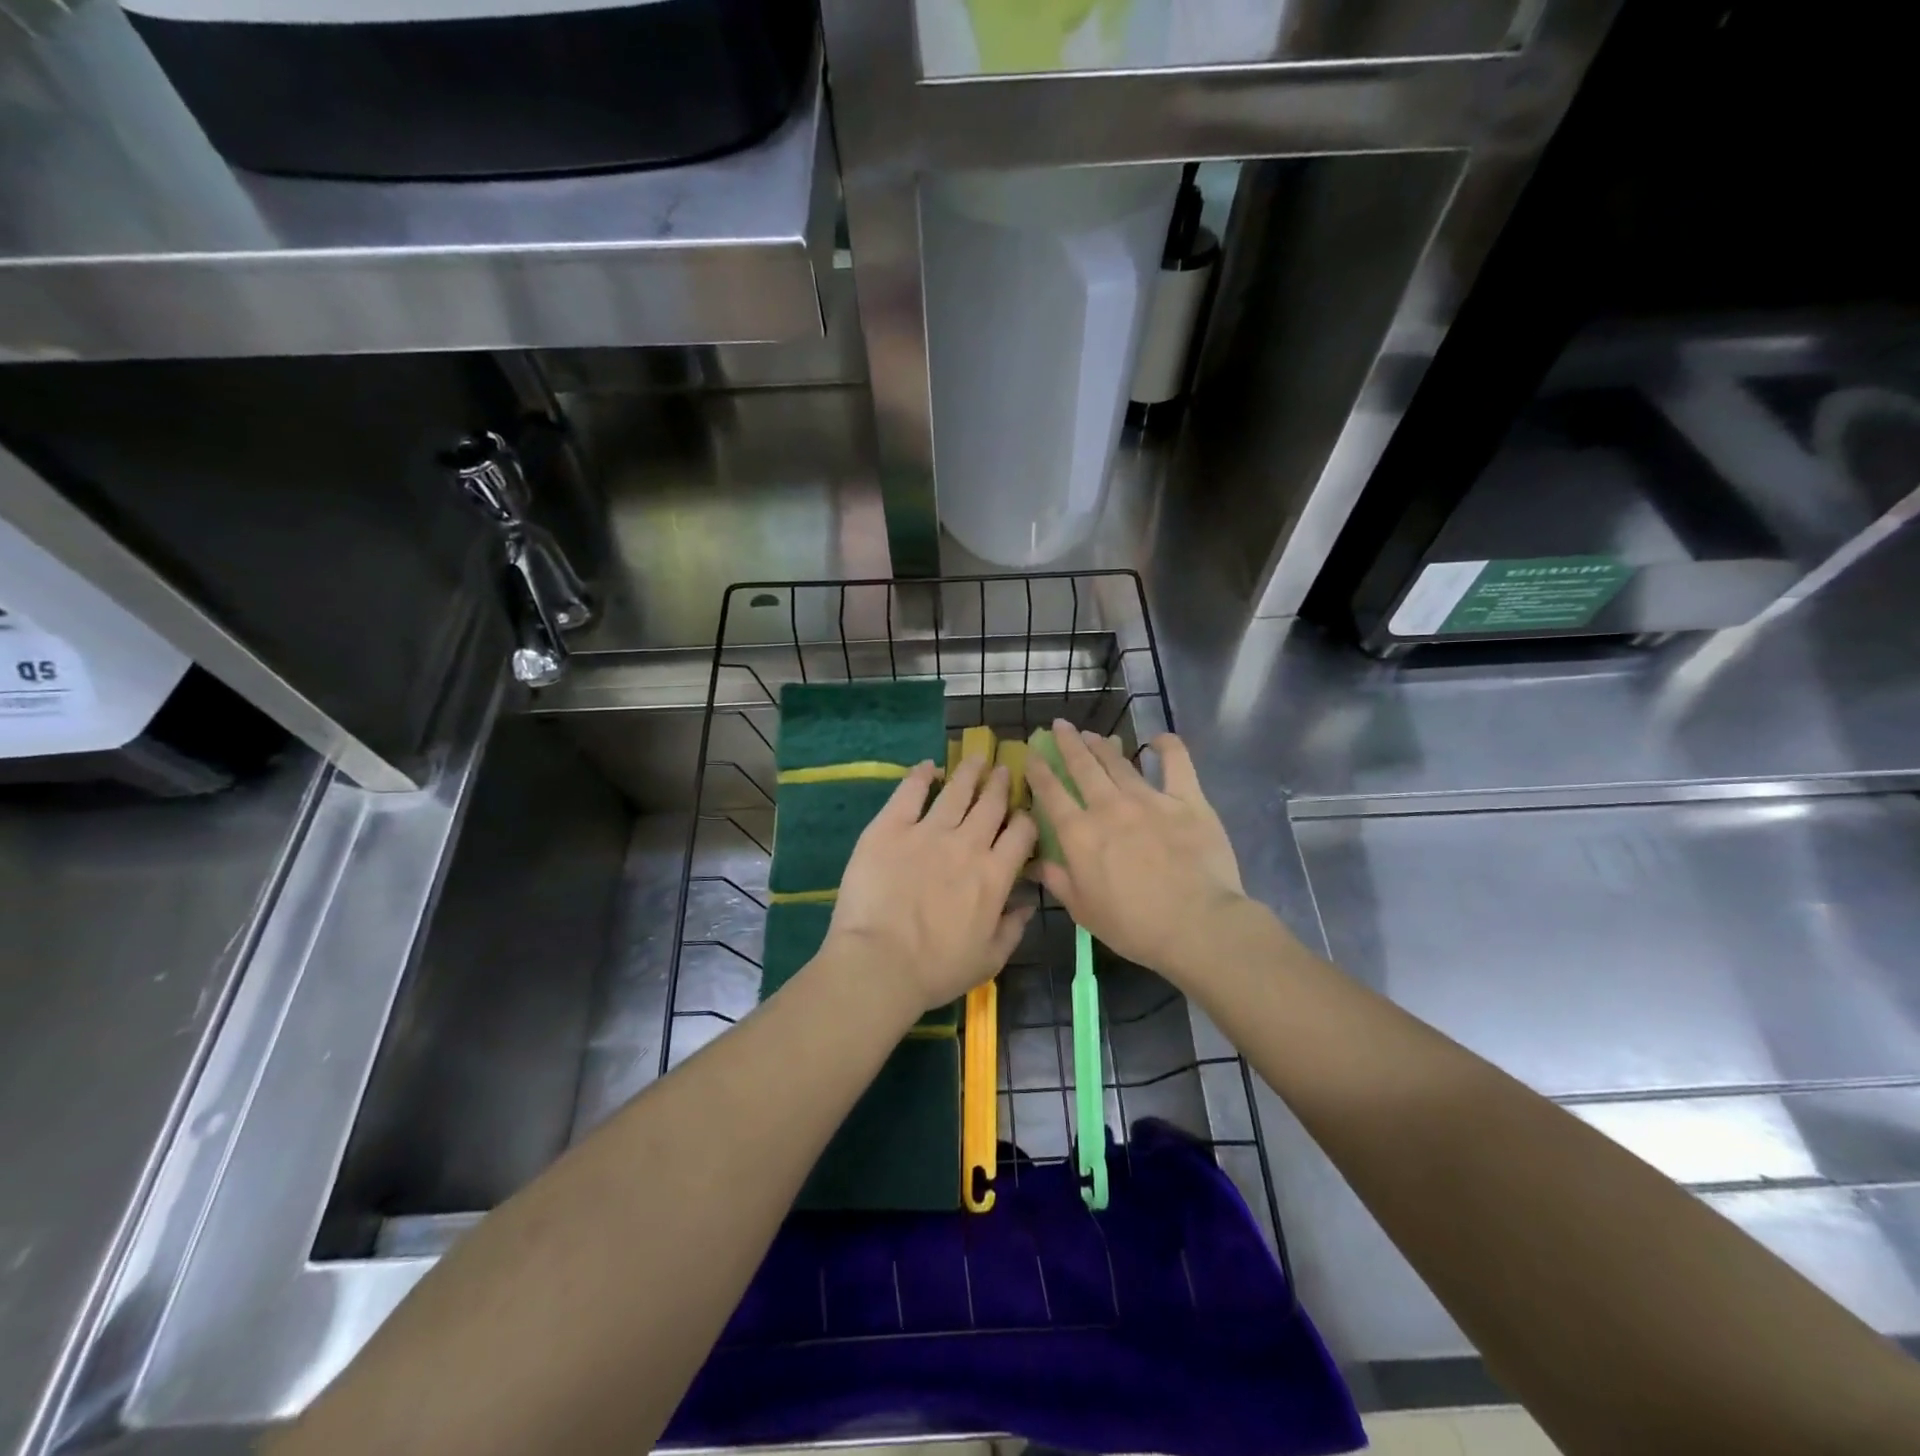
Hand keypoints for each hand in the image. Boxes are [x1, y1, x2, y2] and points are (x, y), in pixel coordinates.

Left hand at [827, 755, 1036, 1016]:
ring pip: (956, 791)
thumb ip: (1013, 928)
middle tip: (1004, 769)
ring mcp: (927, 831)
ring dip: (970, 772)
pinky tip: (928, 766)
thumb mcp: (989, 960)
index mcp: (994, 874)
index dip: (1026, 818)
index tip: (1023, 812)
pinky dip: (921, 775)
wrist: (879, 963)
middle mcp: (967, 844)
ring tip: (977, 758)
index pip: (1022, 833)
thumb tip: (1028, 902)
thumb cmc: (936, 970)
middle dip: (1001, 784)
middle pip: (991, 804)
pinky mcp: (890, 827)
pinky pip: (910, 792)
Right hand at [1027, 722, 1246, 985]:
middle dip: (1069, 744)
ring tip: (1092, 733)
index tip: (1032, 754)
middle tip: (1060, 726)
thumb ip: (1058, 880)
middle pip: (1083, 767)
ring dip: (1103, 745)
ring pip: (1119, 763)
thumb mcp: (1083, 910)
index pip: (1051, 793)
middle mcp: (1109, 807)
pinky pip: (1176, 763)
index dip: (1039, 771)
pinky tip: (1158, 739)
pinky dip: (1167, 747)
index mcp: (1080, 834)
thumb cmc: (1134, 926)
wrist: (1196, 924)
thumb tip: (1034, 862)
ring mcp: (1149, 799)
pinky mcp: (1187, 800)